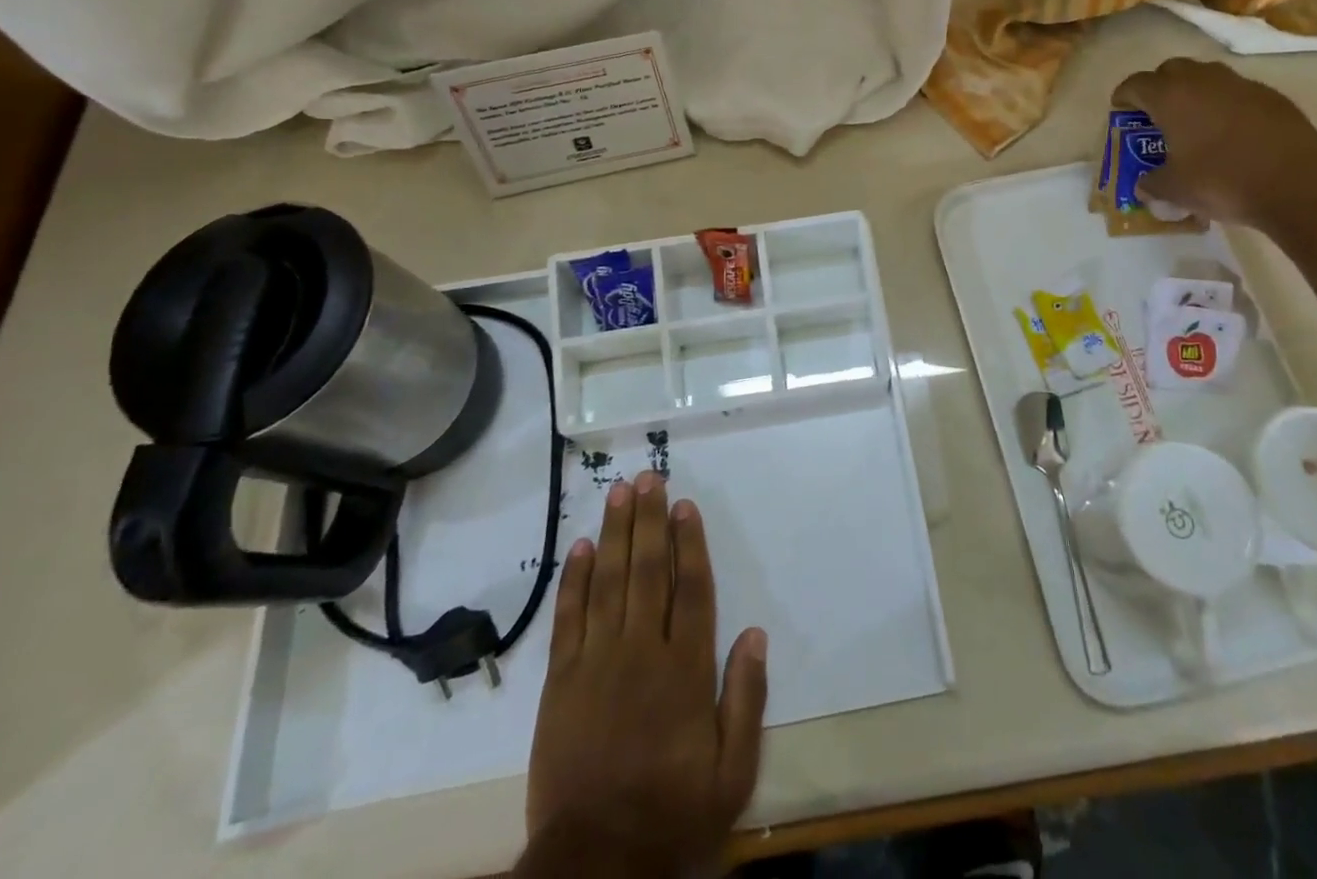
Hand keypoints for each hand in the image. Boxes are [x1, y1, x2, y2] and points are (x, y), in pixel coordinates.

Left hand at [517, 472, 767, 878]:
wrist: (595, 865)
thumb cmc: (672, 815)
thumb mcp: (732, 773)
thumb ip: (746, 699)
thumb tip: (755, 633)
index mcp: (686, 670)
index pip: (691, 589)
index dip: (689, 543)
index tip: (684, 504)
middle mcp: (642, 652)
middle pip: (648, 571)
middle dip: (649, 520)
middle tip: (649, 477)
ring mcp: (597, 663)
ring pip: (609, 582)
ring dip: (615, 534)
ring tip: (619, 493)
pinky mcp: (560, 682)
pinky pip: (569, 619)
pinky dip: (575, 580)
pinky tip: (581, 547)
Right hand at [1112, 58, 1316, 234]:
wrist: (1298, 186)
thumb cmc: (1223, 182)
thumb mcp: (1175, 190)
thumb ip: (1152, 184)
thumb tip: (1144, 185)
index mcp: (1171, 97)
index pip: (1135, 84)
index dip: (1123, 97)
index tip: (1121, 111)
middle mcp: (1204, 80)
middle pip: (1171, 70)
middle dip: (1160, 87)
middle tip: (1157, 115)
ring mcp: (1241, 84)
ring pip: (1207, 77)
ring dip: (1195, 93)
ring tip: (1195, 122)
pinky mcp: (1271, 96)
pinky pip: (1237, 92)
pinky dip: (1226, 105)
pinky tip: (1232, 133)